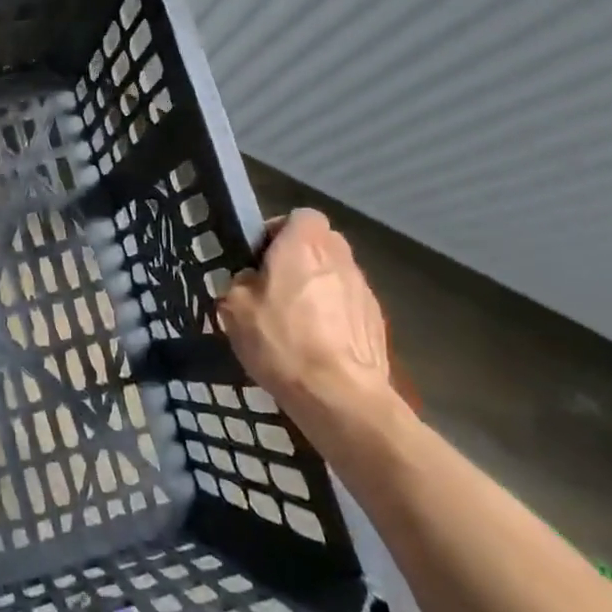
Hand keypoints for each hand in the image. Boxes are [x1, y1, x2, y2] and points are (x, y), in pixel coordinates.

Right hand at [217, 209, 400, 439]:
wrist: (340, 395)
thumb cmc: (281, 341)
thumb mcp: (234, 308)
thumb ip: (240, 282)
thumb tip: (250, 281)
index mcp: (304, 244)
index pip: (298, 216)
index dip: (277, 232)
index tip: (259, 258)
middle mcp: (339, 256)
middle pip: (319, 244)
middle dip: (298, 259)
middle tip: (273, 287)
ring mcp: (363, 288)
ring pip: (334, 275)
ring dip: (316, 288)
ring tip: (294, 321)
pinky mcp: (377, 320)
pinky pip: (347, 305)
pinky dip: (333, 315)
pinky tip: (316, 344)